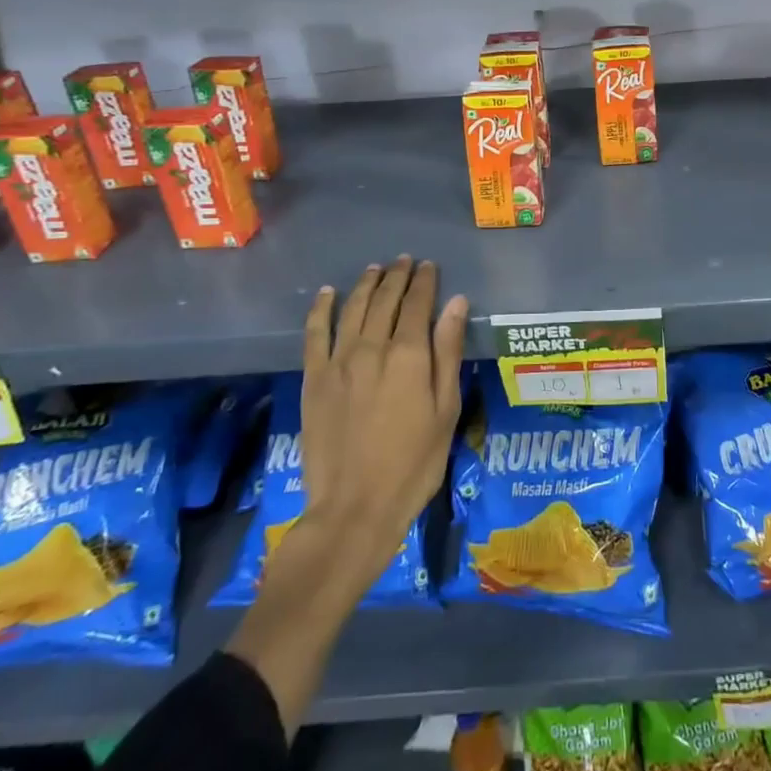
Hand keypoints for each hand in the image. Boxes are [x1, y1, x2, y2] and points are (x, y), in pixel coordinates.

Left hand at [278, 256, 467, 606]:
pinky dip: (321, 310)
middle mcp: (372, 348)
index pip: (417, 304)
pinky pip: (314, 334)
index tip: (429, 266)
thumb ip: (448, 352)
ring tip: (374, 269)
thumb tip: (457, 303)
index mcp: (409, 356)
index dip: (424, 281)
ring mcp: (338, 363)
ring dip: (365, 285)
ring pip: (352, 310)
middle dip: (396, 277)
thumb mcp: (446, 409)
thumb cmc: (414, 463)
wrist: (354, 509)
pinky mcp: (313, 380)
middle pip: (384, 300)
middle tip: (404, 261)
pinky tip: (327, 294)